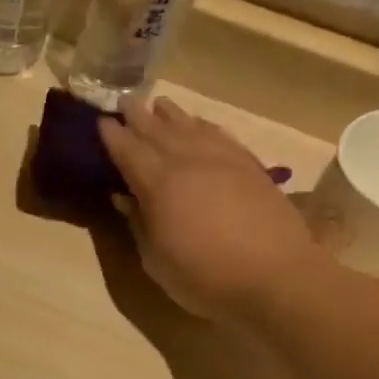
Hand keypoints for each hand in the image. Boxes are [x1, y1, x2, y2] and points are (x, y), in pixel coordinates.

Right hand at [99, 96, 322, 317]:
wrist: (277, 277)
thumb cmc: (205, 277)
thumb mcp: (156, 260)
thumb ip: (138, 223)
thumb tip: (123, 197)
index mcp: (160, 184)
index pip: (129, 151)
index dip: (113, 136)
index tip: (101, 122)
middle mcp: (189, 162)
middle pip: (158, 131)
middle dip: (139, 115)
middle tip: (124, 101)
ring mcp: (223, 160)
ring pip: (191, 127)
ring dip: (172, 115)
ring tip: (159, 104)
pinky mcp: (250, 167)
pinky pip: (220, 135)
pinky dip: (204, 126)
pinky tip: (200, 125)